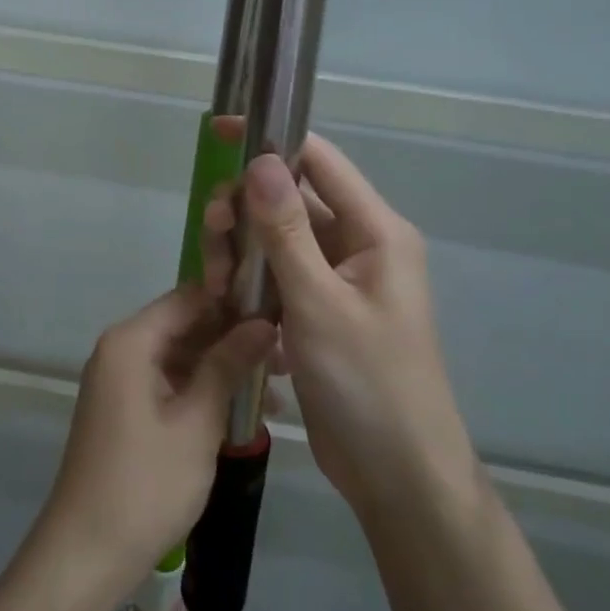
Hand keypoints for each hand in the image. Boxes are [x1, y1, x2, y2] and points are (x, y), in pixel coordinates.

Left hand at [40, 287, 273, 594]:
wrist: (88, 551)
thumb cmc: (147, 482)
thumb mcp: (197, 421)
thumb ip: (228, 365)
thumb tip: (263, 322)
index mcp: (131, 341)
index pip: (189, 297)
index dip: (234, 300)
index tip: (280, 313)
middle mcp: (121, 350)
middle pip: (185, 325)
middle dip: (235, 337)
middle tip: (289, 358)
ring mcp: (121, 380)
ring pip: (182, 356)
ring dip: (225, 368)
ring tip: (280, 388)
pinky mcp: (127, 408)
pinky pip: (171, 383)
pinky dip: (205, 391)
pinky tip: (247, 411)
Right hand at [202, 124, 477, 519]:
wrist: (398, 475)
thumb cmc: (368, 383)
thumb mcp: (320, 303)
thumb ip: (286, 230)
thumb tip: (259, 160)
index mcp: (375, 232)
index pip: (319, 161)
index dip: (271, 141)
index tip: (219, 134)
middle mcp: (358, 246)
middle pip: (290, 200)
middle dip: (245, 209)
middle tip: (211, 236)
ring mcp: (337, 281)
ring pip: (277, 240)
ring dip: (242, 251)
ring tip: (217, 283)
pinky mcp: (319, 312)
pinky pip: (277, 277)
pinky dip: (250, 282)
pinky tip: (228, 305)